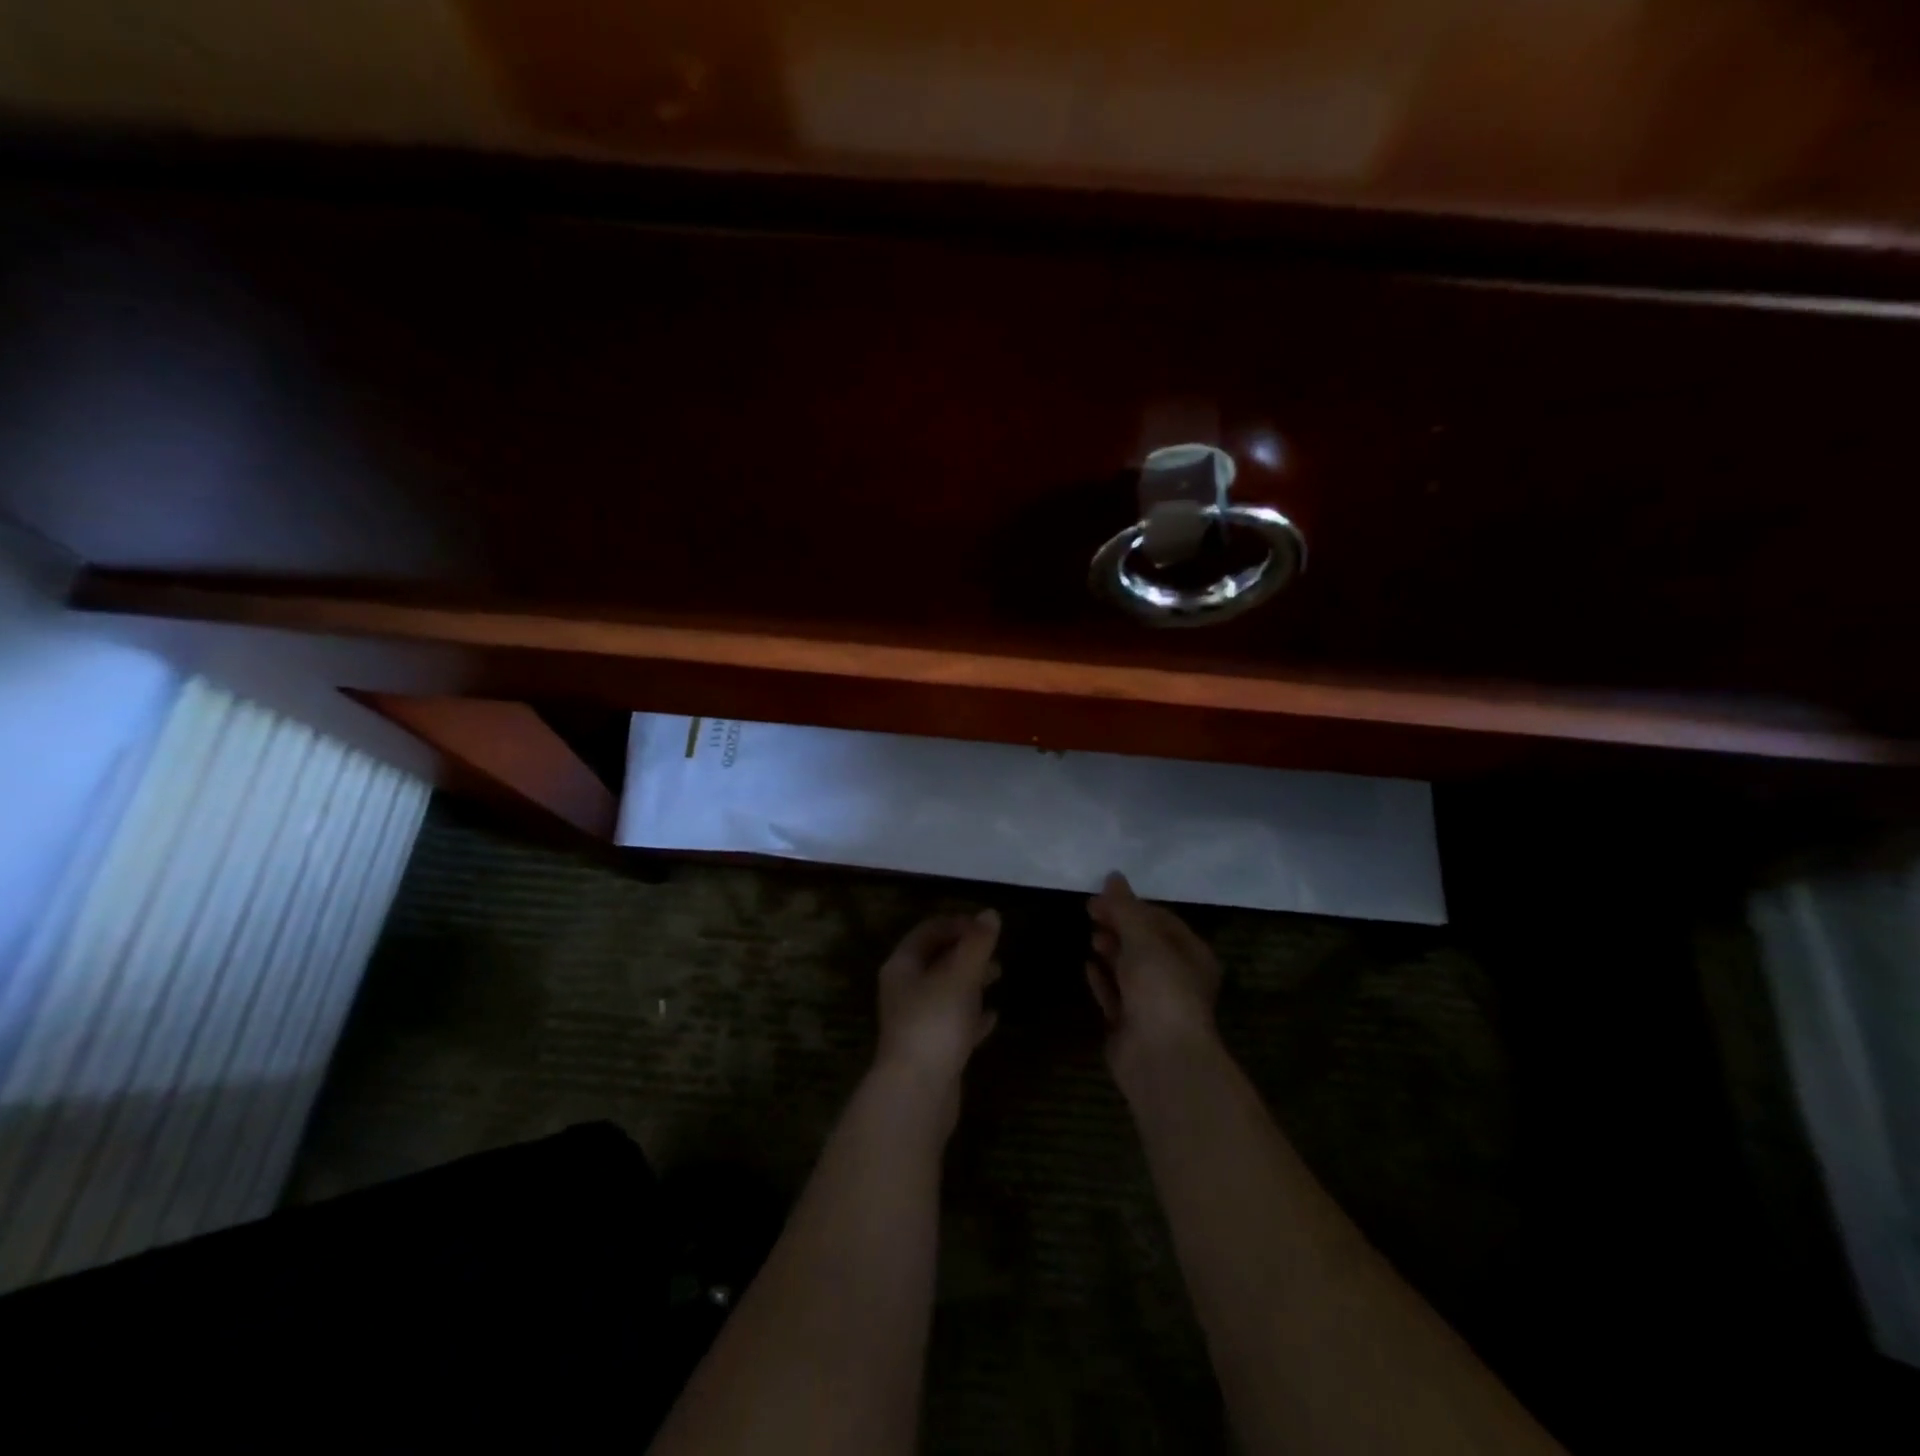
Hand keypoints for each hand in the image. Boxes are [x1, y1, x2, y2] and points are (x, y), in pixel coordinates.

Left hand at [875, 910, 1001, 1107]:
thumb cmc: (934, 1023)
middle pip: (936, 961)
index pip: (927, 932)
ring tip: (999, 974)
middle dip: (965, 952)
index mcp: (902, 966)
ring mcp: (916, 1022)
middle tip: (995, 948)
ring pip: (946, 991)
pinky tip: (993, 1016)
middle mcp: (904, 991)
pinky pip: (953, 1023)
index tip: (986, 925)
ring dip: (971, 981)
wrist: (917, 1092)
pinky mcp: (931, 1050)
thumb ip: (977, 944)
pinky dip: (972, 1016)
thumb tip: (991, 913)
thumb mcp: (960, 976)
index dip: (956, 924)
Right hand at [1086, 872, 1220, 1076]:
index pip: (1161, 920)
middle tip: (1091, 913)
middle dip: (1119, 926)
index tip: (1101, 897)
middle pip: (1144, 944)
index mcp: (1191, 955)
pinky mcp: (1131, 1025)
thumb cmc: (1161, 989)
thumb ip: (1125, 908)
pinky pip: (1115, 995)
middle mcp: (1176, 978)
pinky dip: (1102, 979)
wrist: (1160, 1058)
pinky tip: (1088, 966)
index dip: (1131, 905)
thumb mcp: (1143, 939)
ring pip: (1129, 969)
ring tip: (1091, 937)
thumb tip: (1113, 876)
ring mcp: (1153, 1004)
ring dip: (1111, 951)